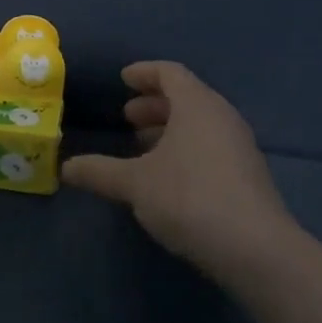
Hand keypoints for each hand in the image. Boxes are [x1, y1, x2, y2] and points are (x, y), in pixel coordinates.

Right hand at [61, 61, 293, 282]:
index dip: (144, 73)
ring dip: (170, 129)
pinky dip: (186, 148)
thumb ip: (99, 171)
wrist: (255, 249)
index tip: (123, 80)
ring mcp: (240, 146)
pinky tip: (168, 176)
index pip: (170, 73)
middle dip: (154, 104)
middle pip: (187, 97)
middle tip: (128, 118)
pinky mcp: (247, 175)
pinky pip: (211, 146)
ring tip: (143, 147)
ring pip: (200, 124)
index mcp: (197, 105)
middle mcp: (222, 117)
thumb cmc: (189, 198)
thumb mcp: (135, 183)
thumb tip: (66, 167)